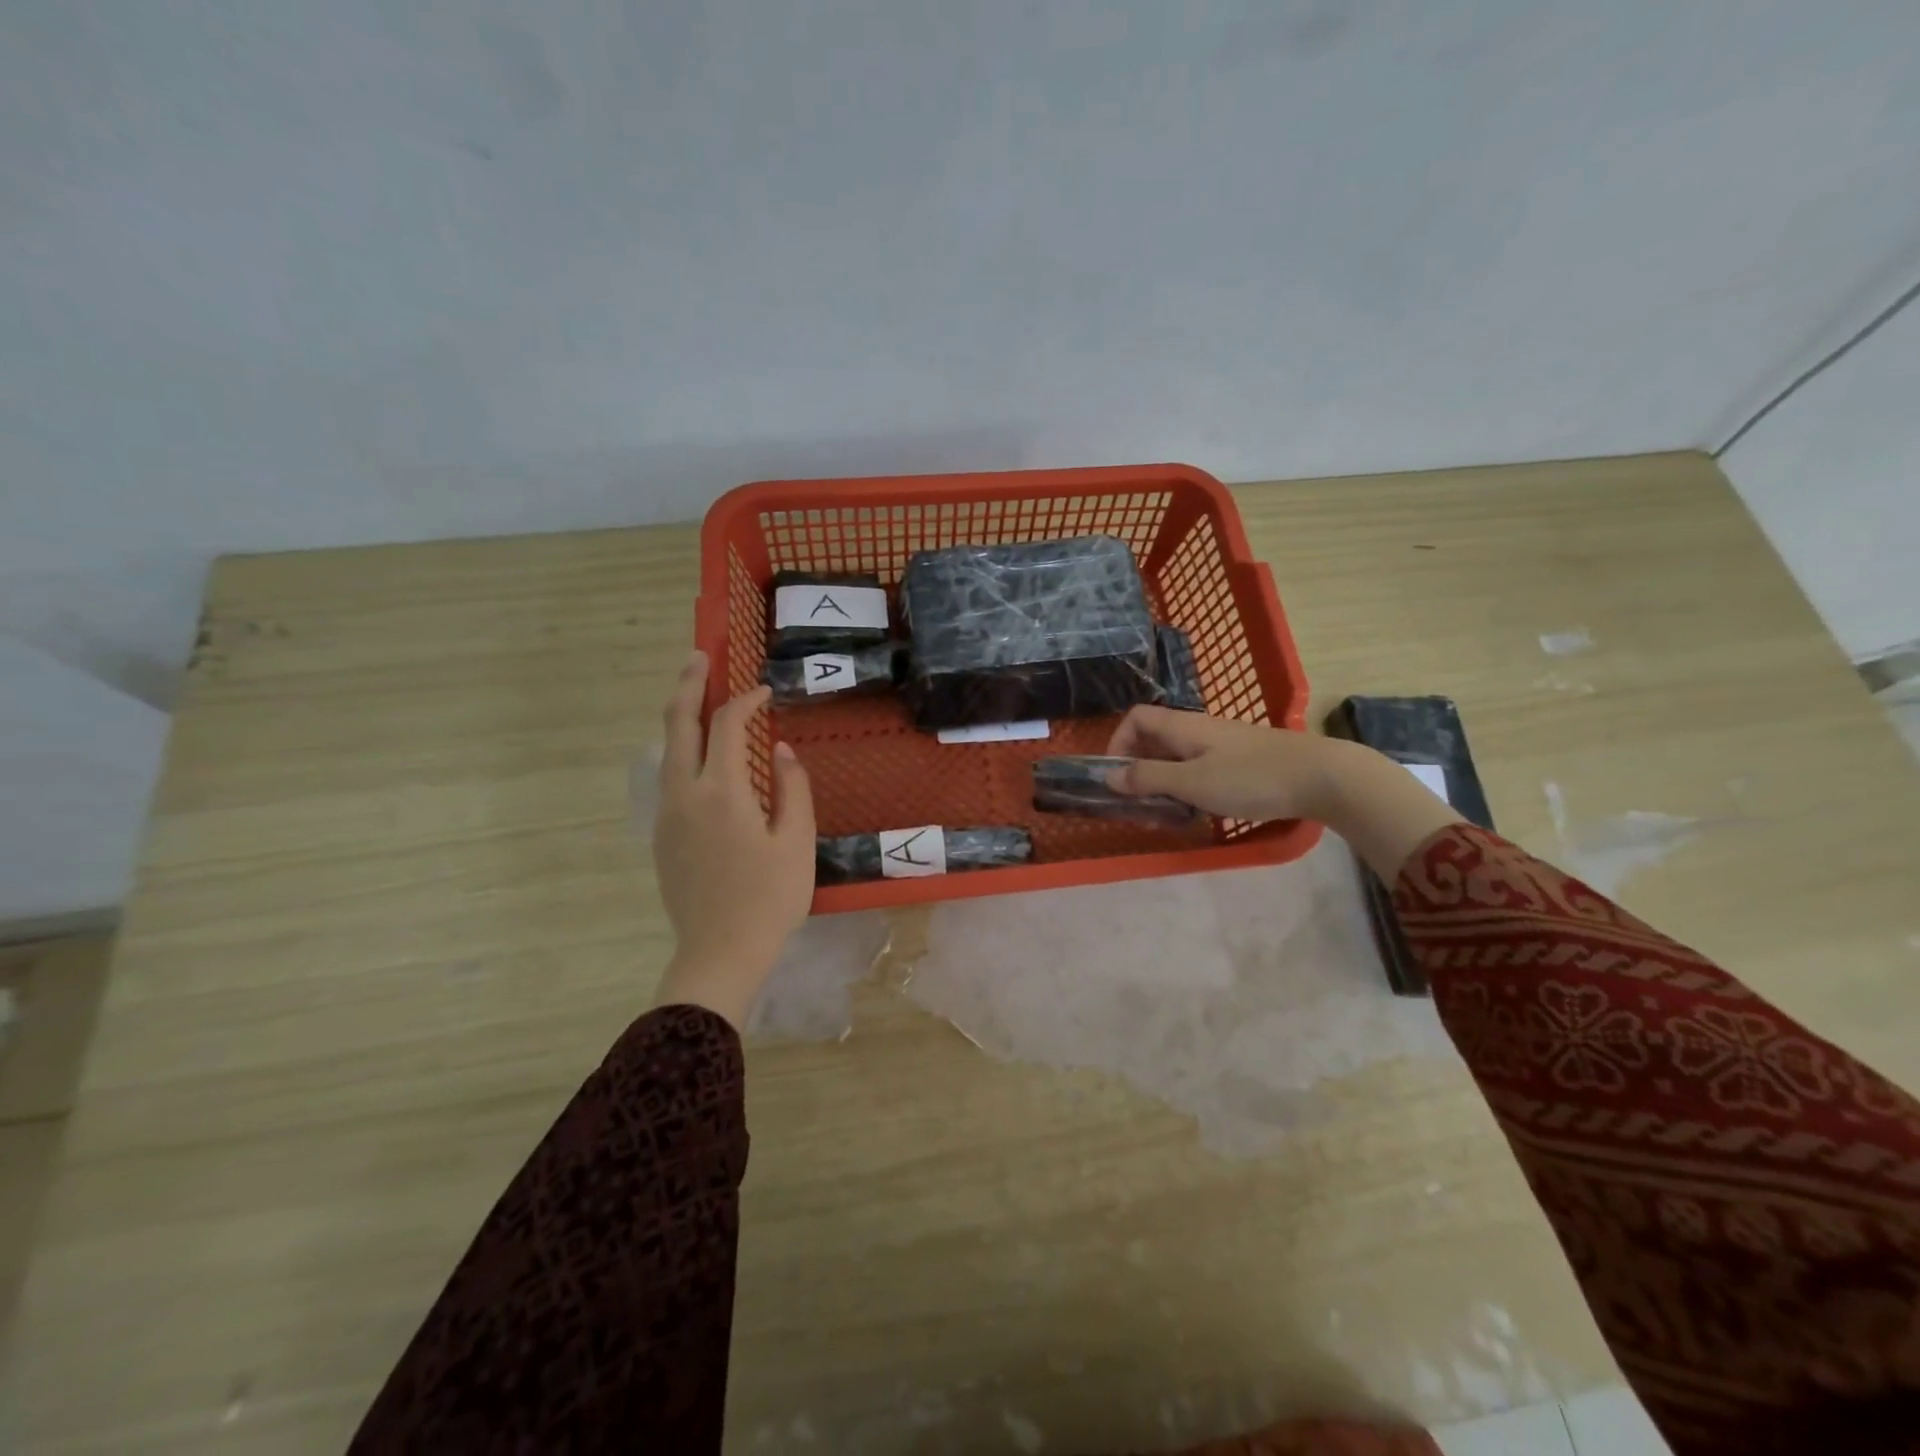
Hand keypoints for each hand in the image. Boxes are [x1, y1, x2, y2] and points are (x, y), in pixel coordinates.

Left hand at [652, 652, 814, 1027]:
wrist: (720, 951)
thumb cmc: (769, 898)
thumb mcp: (796, 842)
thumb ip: (792, 788)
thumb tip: (780, 750)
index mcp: (722, 792)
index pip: (727, 725)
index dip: (746, 700)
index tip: (765, 692)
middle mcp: (685, 794)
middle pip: (678, 724)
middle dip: (687, 685)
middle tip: (700, 657)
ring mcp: (667, 814)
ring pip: (667, 750)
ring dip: (681, 716)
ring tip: (696, 694)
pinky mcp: (662, 835)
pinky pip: (669, 777)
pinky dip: (681, 750)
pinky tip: (700, 754)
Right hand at [1104, 706, 1343, 822]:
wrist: (1321, 776)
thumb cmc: (1250, 778)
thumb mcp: (1191, 782)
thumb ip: (1148, 778)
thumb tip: (1109, 776)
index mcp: (1182, 726)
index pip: (1136, 718)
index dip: (1117, 742)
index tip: (1116, 777)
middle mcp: (1198, 728)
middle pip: (1154, 738)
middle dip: (1139, 768)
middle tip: (1138, 803)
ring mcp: (1222, 743)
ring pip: (1177, 756)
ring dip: (1163, 781)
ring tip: (1166, 812)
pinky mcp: (1241, 760)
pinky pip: (1200, 767)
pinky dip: (1188, 785)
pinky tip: (1199, 809)